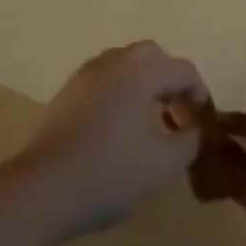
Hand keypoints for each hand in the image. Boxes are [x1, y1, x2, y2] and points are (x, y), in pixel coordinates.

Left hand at [11, 42, 207, 238]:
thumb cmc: (109, 174)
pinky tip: (120, 127)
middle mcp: (113, 62)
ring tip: (150, 121)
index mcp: (140, 72)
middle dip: (170, 80)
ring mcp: (85, 75)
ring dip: (144, 83)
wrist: (42, 189)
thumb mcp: (161, 165)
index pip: (182, 69)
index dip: (200, 93)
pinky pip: (104, 78)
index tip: (204, 124)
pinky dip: (120, 91)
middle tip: (178, 114)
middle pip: (151, 56)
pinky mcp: (67, 92)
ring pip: (124, 64)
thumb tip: (195, 129)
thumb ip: (188, 141)